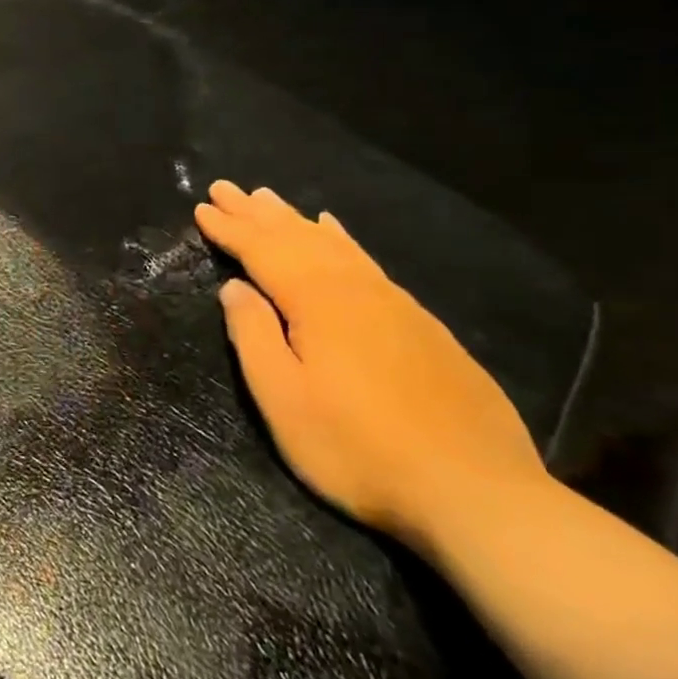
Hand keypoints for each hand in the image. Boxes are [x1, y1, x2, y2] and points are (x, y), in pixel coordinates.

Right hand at [195, 180, 549, 554]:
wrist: (475, 493)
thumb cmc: (357, 449)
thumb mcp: (284, 399)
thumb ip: (254, 336)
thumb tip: (235, 288)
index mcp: (318, 303)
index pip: (263, 252)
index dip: (230, 229)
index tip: (202, 207)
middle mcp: (356, 289)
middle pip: (297, 237)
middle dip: (257, 212)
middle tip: (226, 186)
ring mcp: (395, 304)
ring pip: (334, 244)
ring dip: (295, 219)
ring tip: (269, 197)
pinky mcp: (421, 325)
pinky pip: (366, 261)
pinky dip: (342, 238)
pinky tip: (337, 231)